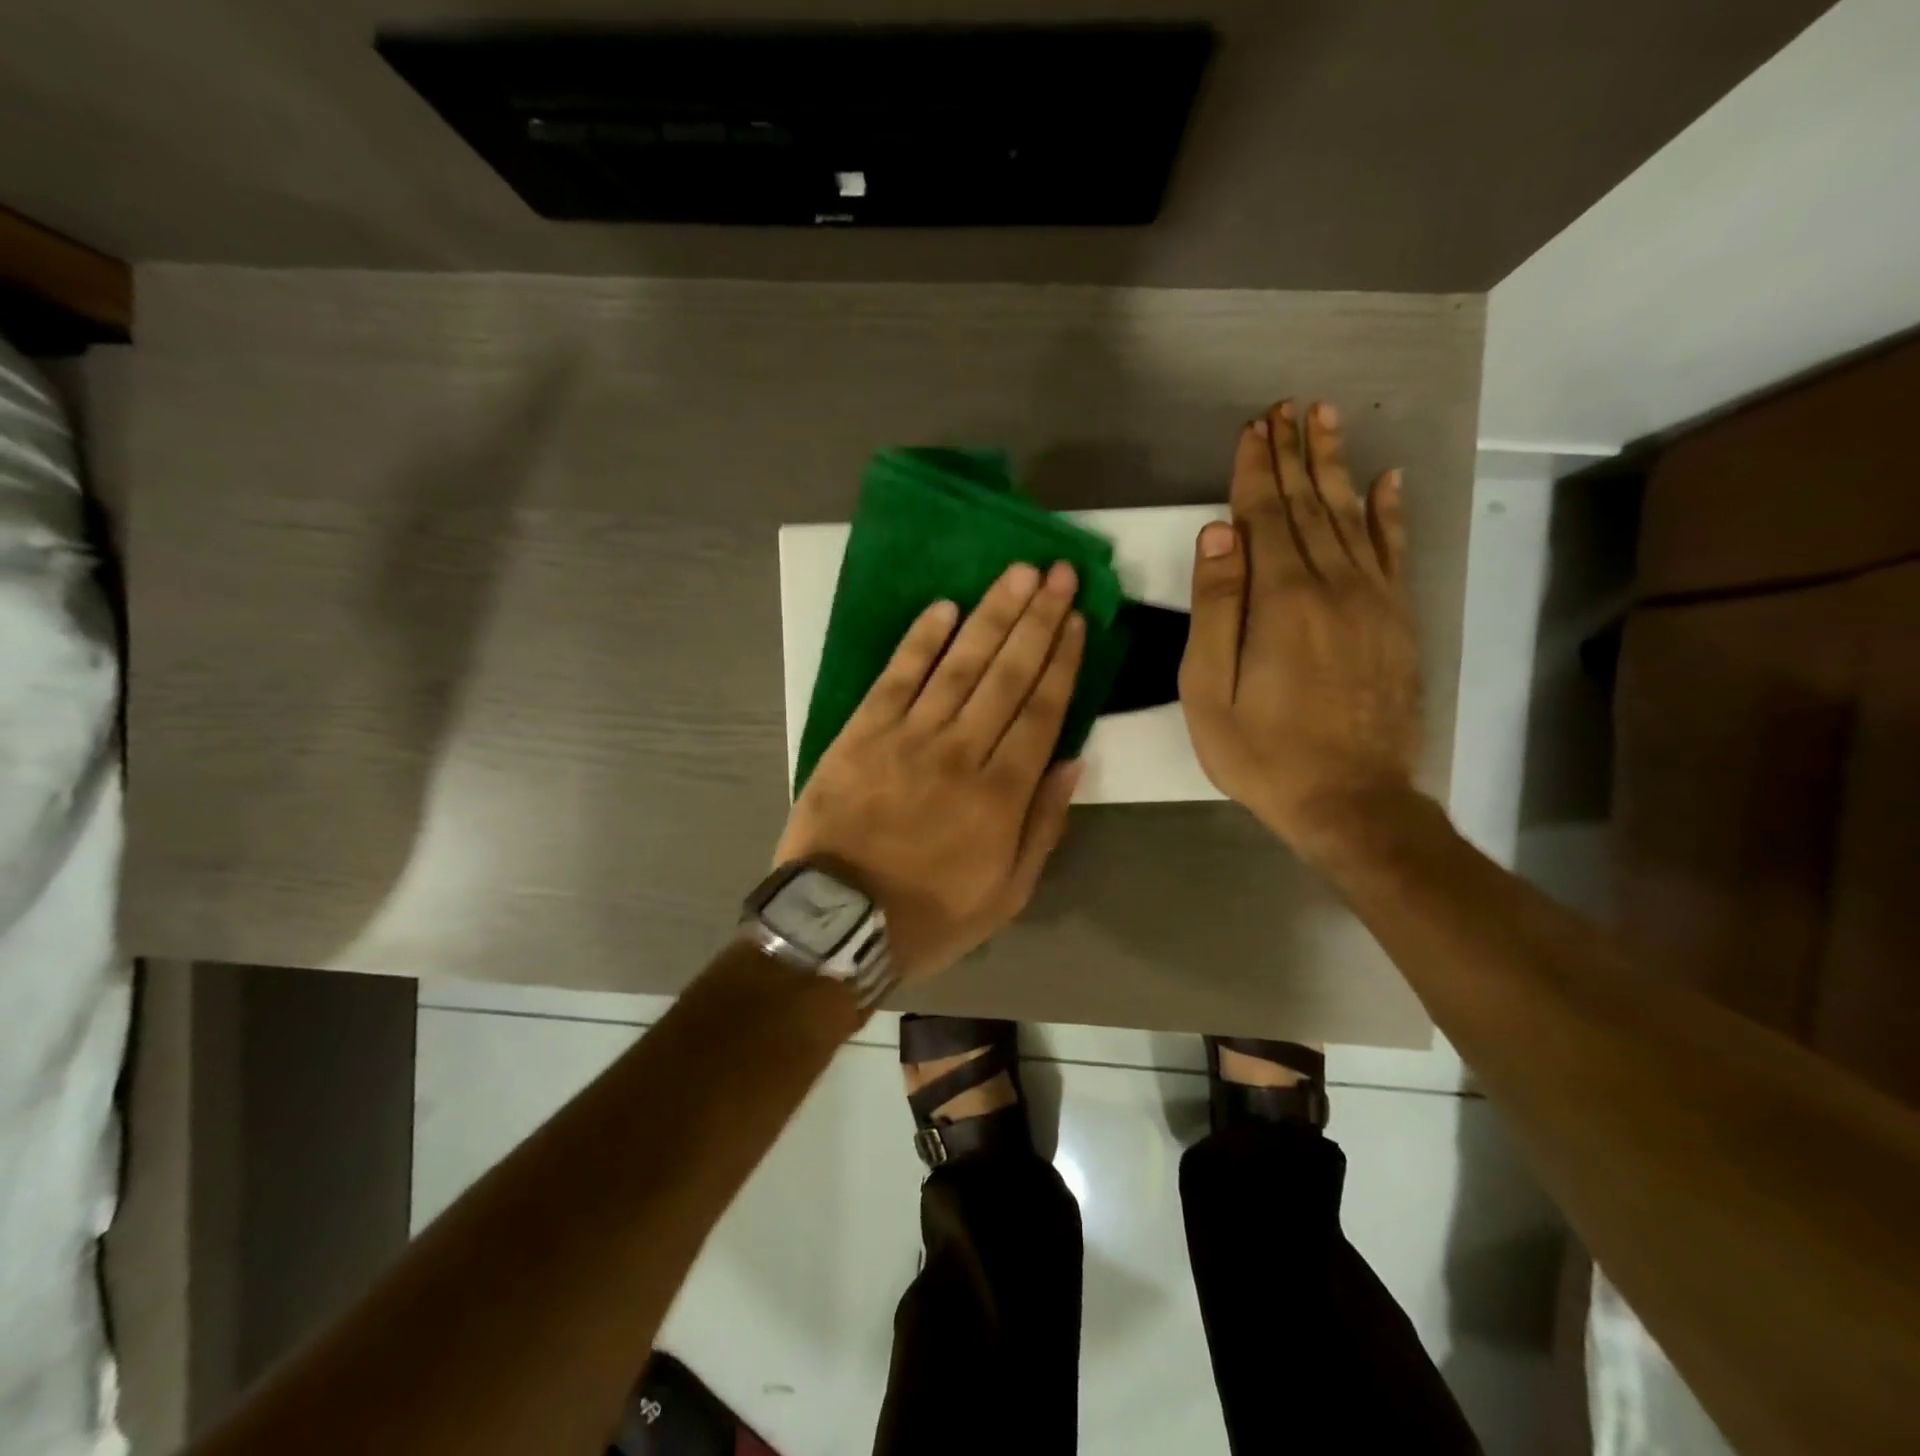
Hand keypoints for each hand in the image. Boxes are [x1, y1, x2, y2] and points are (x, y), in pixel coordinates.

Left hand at [775, 562, 1086, 979]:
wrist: (839, 922)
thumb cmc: (929, 915)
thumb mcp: (1007, 894)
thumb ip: (1044, 825)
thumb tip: (1073, 761)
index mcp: (1001, 792)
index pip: (1042, 710)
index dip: (1062, 660)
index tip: (1077, 619)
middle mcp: (961, 751)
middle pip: (1008, 674)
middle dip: (1037, 619)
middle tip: (1059, 573)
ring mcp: (908, 736)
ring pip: (960, 664)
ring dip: (991, 614)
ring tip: (1018, 573)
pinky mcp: (862, 732)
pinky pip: (897, 676)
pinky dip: (922, 640)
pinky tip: (944, 607)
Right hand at [1179, 399, 1422, 859]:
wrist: (1350, 800)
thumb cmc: (1262, 752)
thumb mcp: (1210, 691)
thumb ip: (1215, 609)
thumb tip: (1217, 534)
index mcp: (1281, 601)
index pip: (1265, 517)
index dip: (1255, 471)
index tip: (1251, 428)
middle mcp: (1333, 586)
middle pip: (1310, 506)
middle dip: (1294, 454)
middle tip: (1288, 407)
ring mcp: (1373, 602)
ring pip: (1352, 517)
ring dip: (1336, 466)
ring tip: (1326, 421)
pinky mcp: (1396, 622)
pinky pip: (1393, 553)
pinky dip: (1389, 513)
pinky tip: (1388, 481)